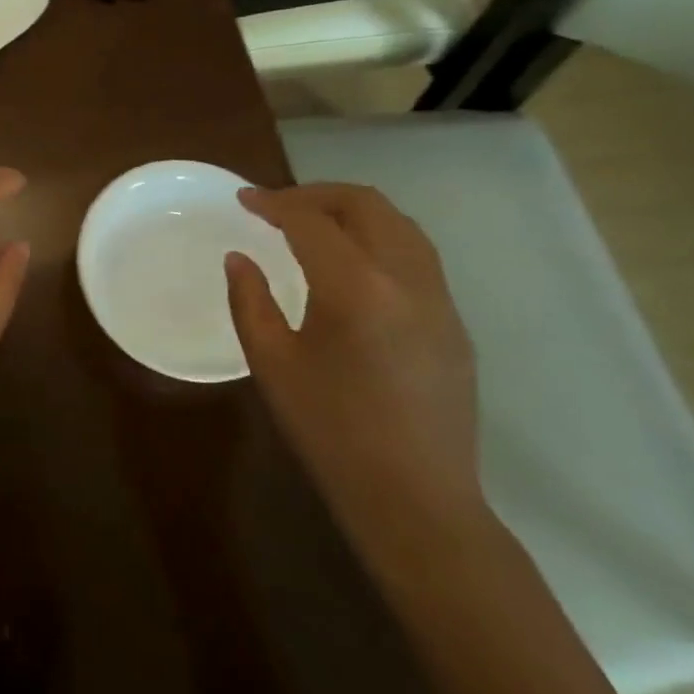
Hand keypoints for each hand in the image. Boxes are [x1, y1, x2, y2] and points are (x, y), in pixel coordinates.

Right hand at [225, 182, 486, 564]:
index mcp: (356, 288)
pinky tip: (353, 266)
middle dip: (317, 194)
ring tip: (314, 226)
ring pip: (400, 225)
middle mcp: (407, 280)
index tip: (244, 199)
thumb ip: (250, 300)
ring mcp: (440, 299)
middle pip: (366, 205)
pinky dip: (379, 239)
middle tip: (277, 206)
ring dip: (353, 212)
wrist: (415, 499)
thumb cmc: (331, 431)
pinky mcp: (453, 322)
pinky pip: (417, 256)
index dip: (274, 203)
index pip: (311, 221)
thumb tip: (240, 258)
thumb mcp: (272, 363)